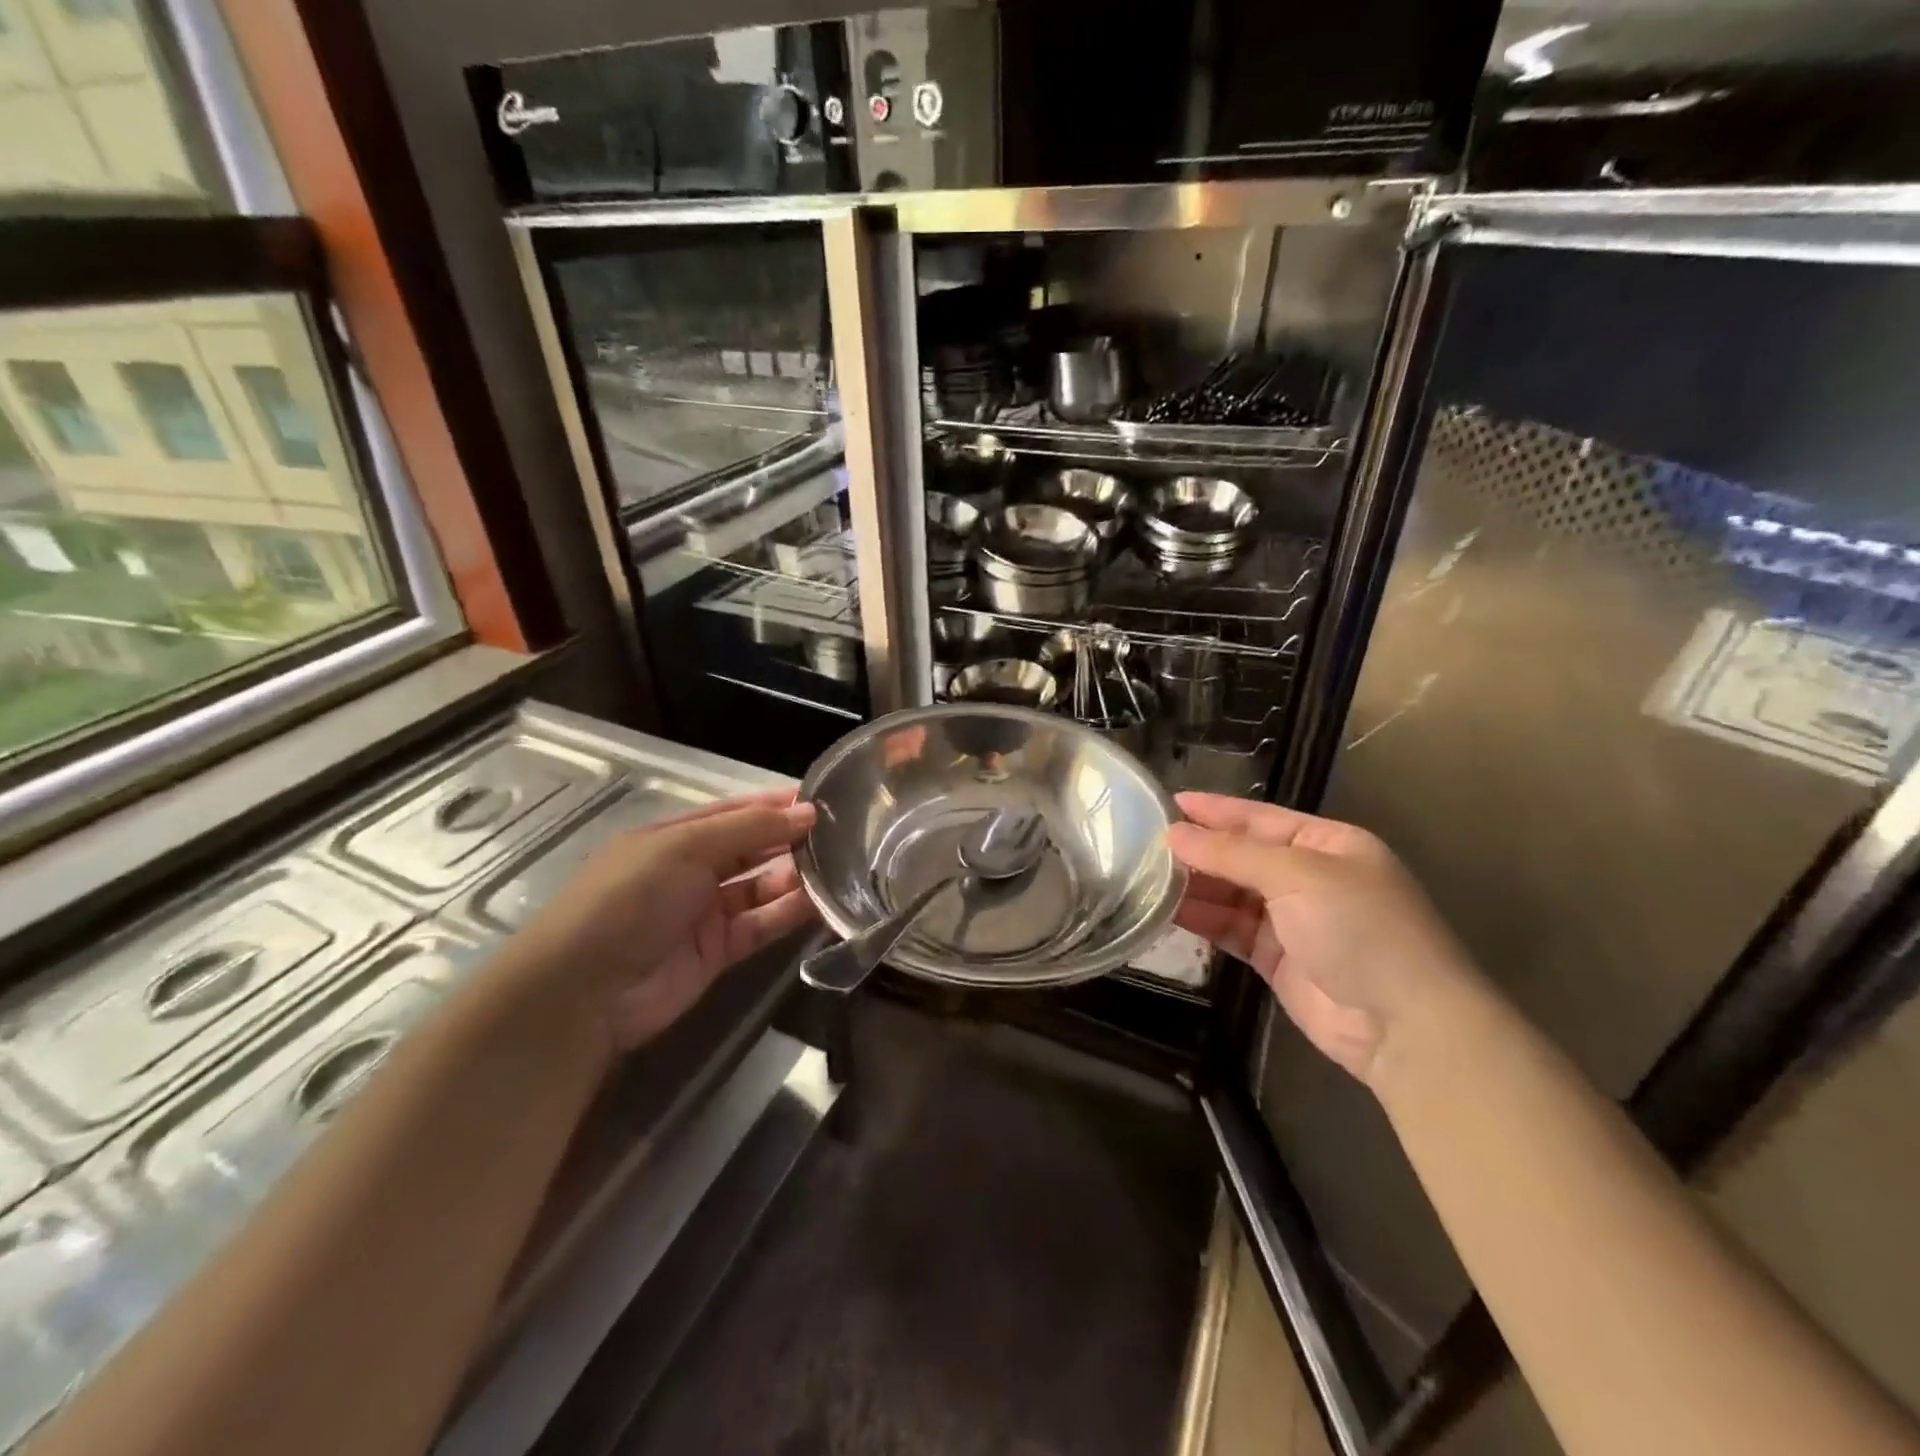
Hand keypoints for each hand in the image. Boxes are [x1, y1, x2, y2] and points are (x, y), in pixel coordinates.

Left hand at [516, 792, 817, 1050]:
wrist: (585, 990)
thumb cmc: (630, 898)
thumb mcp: (686, 847)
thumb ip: (750, 829)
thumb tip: (807, 812)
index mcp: (676, 836)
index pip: (735, 812)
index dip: (775, 805)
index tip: (821, 800)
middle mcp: (692, 870)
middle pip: (752, 848)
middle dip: (790, 840)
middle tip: (842, 835)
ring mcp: (705, 912)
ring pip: (761, 887)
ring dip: (795, 877)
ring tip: (839, 868)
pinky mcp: (718, 951)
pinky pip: (762, 924)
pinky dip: (789, 913)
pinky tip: (821, 902)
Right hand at [1168, 792, 1476, 1086]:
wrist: (1404, 1026)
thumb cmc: (1360, 929)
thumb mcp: (1297, 876)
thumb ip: (1232, 853)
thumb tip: (1174, 834)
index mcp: (1328, 845)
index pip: (1261, 818)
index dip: (1215, 810)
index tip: (1168, 803)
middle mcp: (1310, 877)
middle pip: (1242, 856)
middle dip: (1199, 850)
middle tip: (1145, 843)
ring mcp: (1293, 920)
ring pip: (1231, 894)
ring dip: (1195, 886)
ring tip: (1147, 877)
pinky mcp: (1277, 959)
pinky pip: (1231, 929)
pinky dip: (1202, 920)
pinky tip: (1168, 911)